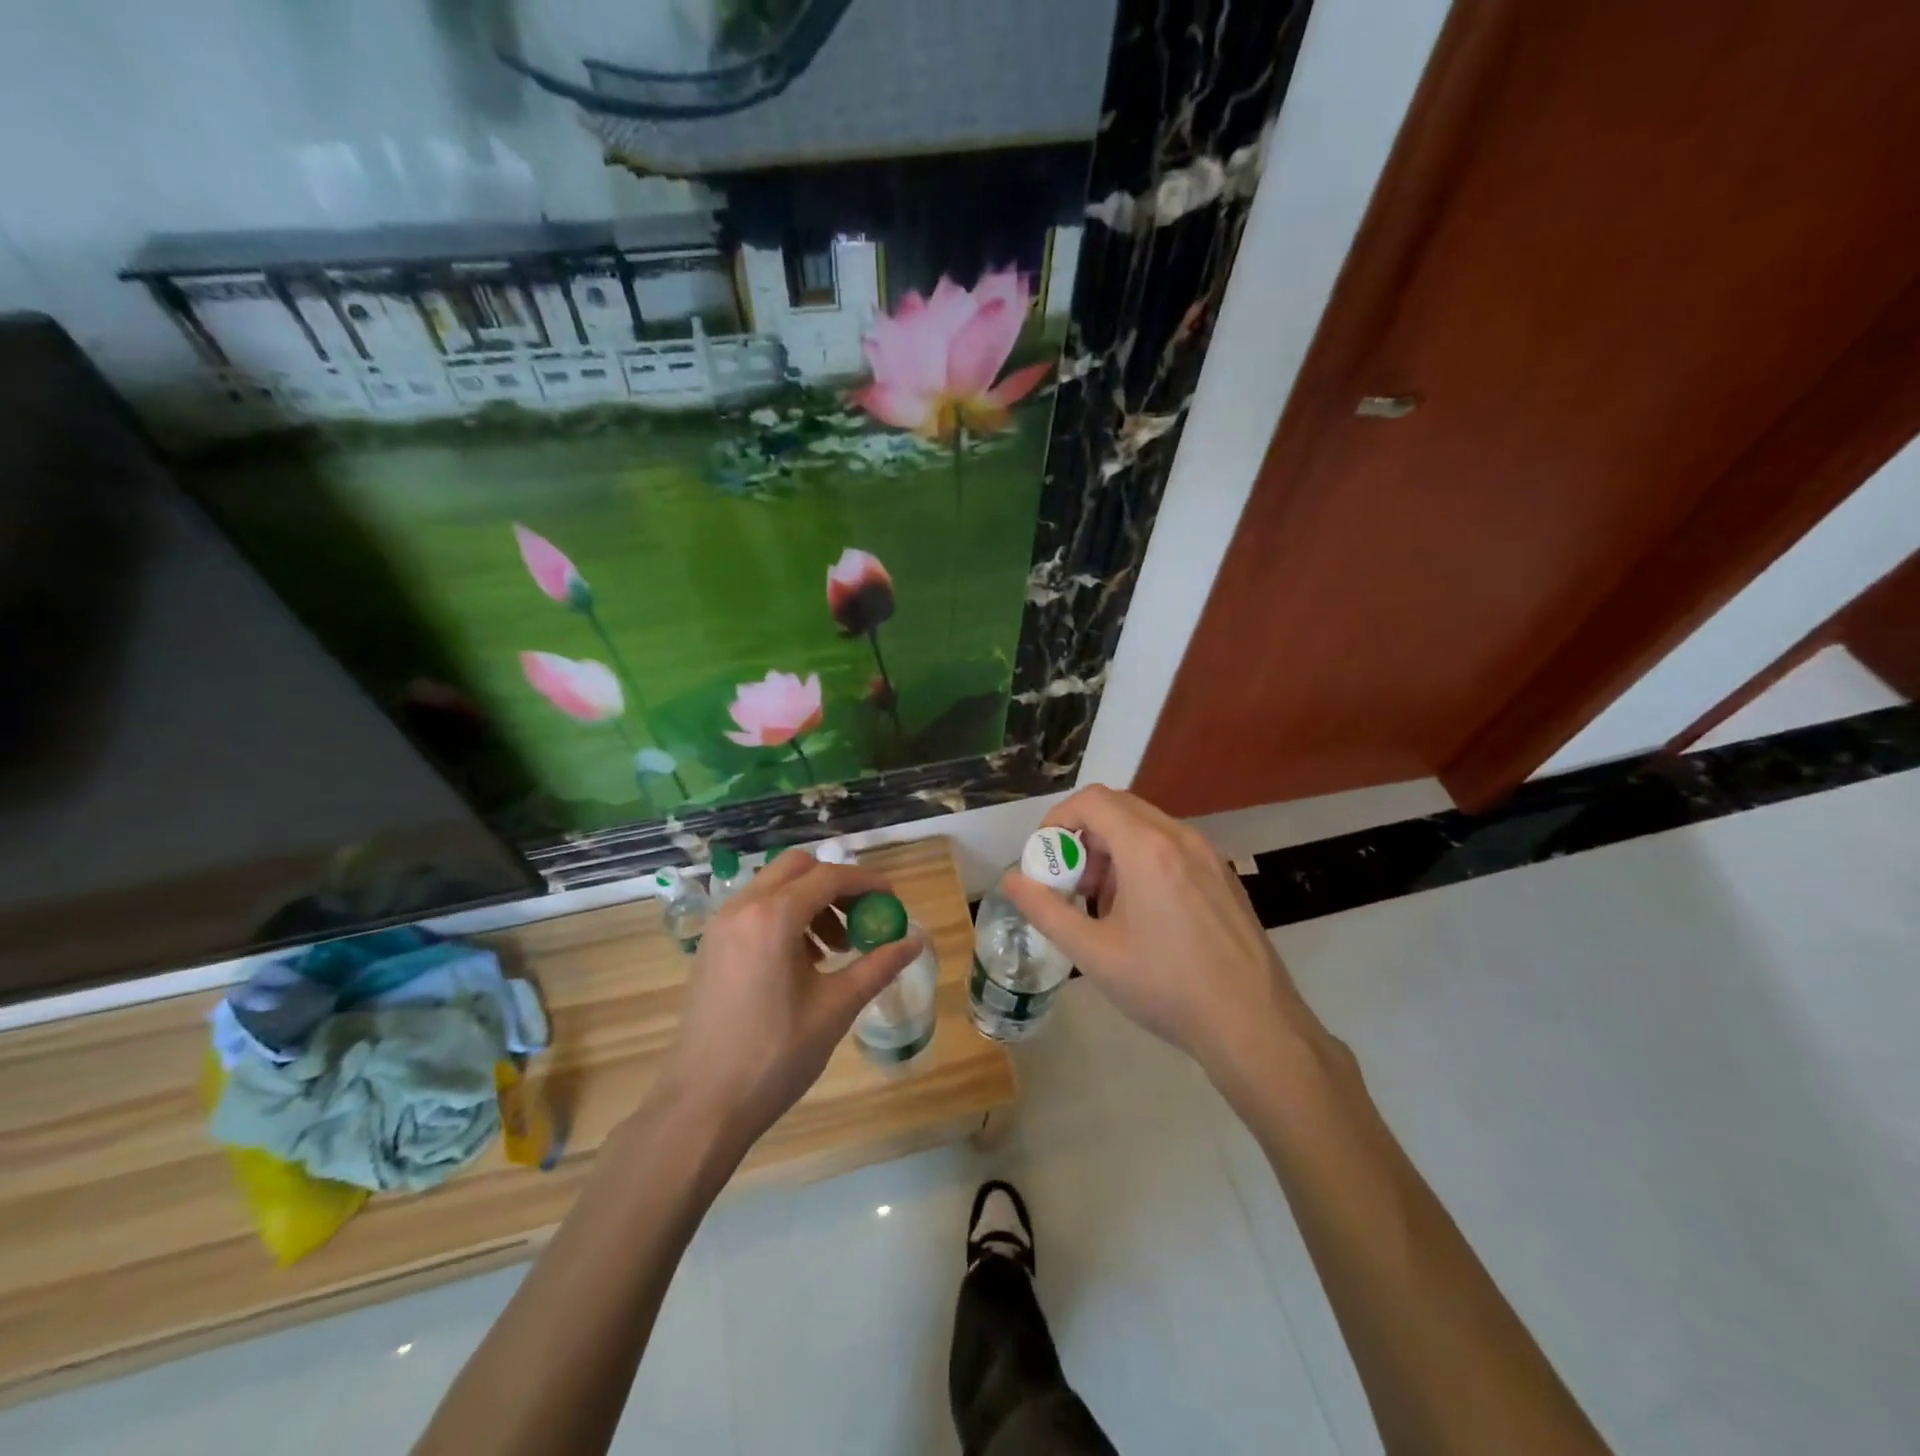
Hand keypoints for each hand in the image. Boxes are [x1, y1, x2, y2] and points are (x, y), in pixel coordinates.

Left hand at [658, 850, 921, 1150]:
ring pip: (773, 887)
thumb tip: (914, 941)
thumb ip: (878, 966)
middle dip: (834, 885)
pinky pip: (753, 910)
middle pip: (797, 868)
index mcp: (773, 917)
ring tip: (832, 950)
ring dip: (809, 901)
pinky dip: (783, 917)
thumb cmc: (775, 1056)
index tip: (891, 899)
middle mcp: (742, 908)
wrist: (702, 1106)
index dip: (866, 883)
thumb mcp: (836, 1008)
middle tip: (860, 919)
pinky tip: (800, 962)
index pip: (829, 877)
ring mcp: (720, 926)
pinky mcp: (710, 947)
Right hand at [999, 785, 1328, 1092]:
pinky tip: (1143, 915)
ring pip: (1147, 827)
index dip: (1058, 819)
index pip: (1092, 801)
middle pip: (1119, 807)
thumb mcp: (1093, 953)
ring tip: (1104, 903)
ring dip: (1113, 849)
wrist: (1253, 1024)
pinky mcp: (1224, 876)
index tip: (1045, 858)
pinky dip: (1143, 860)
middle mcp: (1181, 837)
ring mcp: (1208, 855)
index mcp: (1147, 847)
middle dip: (1084, 835)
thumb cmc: (1165, 986)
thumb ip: (1045, 910)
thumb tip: (1011, 881)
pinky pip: (1172, 847)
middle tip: (1071, 882)